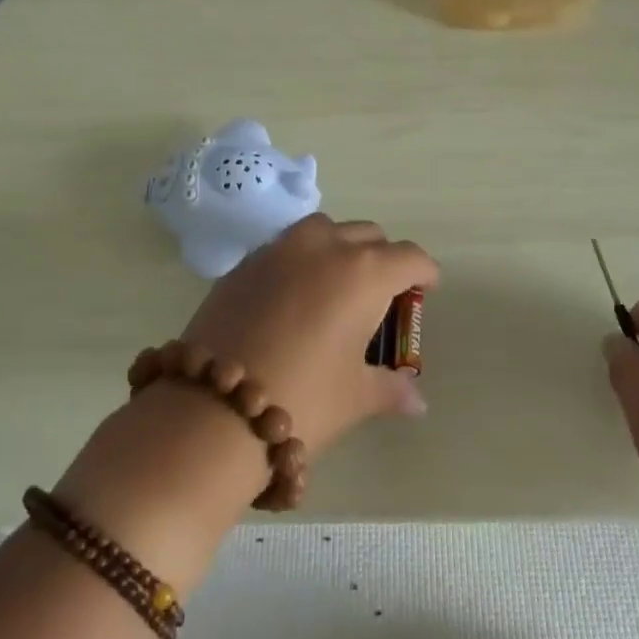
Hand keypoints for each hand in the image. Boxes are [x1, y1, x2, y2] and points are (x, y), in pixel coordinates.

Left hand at [179, 213, 436, 452]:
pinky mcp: (245, 262)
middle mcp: (325, 246)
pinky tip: (292, 297)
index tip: (425, 290)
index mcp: (364, 272)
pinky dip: (300, 260)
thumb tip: (417, 402)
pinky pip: (285, 246)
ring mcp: (280, 249)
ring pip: (324, 229)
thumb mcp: (355, 397)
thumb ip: (391, 389)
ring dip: (339, 247)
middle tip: (380, 296)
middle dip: (382, 258)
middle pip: (368, 235)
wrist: (213, 410)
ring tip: (335, 286)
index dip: (424, 273)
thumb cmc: (302, 400)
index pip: (410, 257)